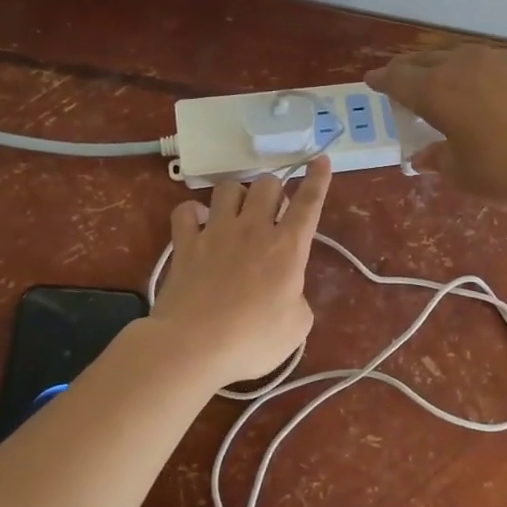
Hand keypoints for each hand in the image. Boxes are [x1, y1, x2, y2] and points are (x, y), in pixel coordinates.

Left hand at [150, 157, 331, 385]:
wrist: (194, 346)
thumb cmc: (253, 340)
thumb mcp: (297, 326)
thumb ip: (298, 298)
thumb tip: (288, 290)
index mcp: (288, 247)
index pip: (309, 203)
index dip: (317, 179)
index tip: (321, 159)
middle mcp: (253, 229)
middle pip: (268, 184)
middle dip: (274, 191)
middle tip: (273, 212)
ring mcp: (216, 232)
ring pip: (229, 187)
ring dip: (237, 195)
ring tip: (236, 213)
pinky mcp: (185, 242)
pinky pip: (186, 210)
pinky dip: (193, 213)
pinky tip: (198, 225)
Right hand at [367, 45, 506, 210]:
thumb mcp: (463, 174)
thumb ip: (439, 158)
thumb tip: (424, 156)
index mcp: (438, 90)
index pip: (399, 79)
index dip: (382, 80)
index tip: (372, 81)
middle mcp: (465, 65)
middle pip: (427, 60)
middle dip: (410, 70)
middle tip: (403, 82)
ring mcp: (501, 60)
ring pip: (461, 56)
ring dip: (445, 68)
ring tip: (444, 83)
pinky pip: (491, 62)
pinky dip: (478, 72)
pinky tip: (486, 90)